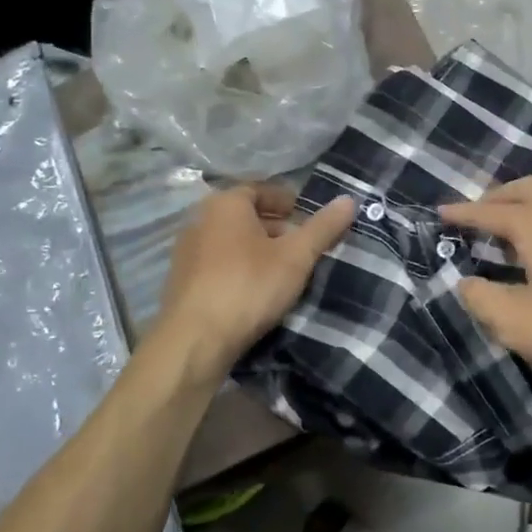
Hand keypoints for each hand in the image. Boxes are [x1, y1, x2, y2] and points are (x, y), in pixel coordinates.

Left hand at [155, 185, 354, 376]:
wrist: (194, 341)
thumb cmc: (248, 286)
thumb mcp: (296, 256)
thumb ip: (323, 227)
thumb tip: (349, 200)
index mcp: (225, 204)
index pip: (260, 190)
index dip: (287, 200)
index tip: (308, 217)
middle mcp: (200, 220)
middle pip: (245, 216)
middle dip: (276, 227)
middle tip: (303, 246)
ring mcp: (186, 253)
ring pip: (232, 242)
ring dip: (258, 251)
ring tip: (285, 271)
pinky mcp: (182, 282)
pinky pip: (218, 265)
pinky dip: (240, 270)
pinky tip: (257, 292)